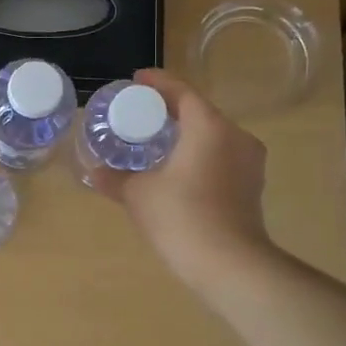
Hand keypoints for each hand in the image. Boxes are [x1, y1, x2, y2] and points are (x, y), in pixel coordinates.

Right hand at [90, 69, 271, 289]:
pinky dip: (200, 154)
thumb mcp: (138, 194)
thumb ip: (114, 178)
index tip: (136, 80)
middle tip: (141, 112)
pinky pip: (222, 156)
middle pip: (200, 111)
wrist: (230, 265)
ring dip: (187, 133)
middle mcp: (236, 136)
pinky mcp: (252, 186)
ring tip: (157, 139)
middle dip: (171, 109)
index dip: (157, 83)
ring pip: (213, 135)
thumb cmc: (181, 217)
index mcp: (209, 126)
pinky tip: (178, 168)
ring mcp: (249, 162)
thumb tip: (93, 171)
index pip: (182, 92)